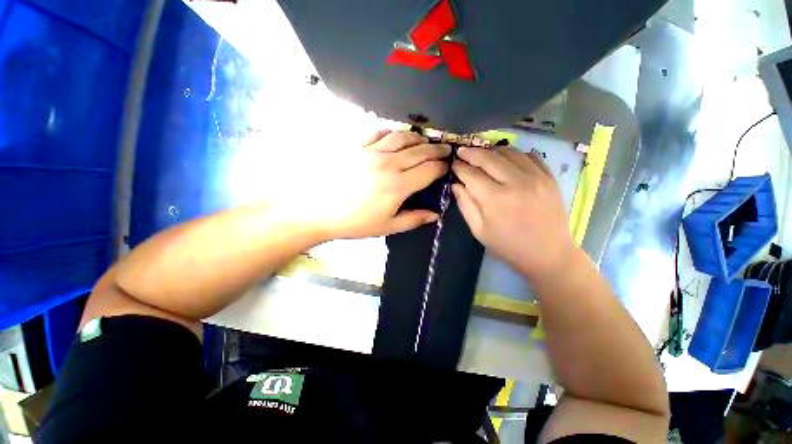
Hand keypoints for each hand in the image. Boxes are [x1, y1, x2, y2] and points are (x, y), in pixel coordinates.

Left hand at [291, 130, 449, 239]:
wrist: (317, 209)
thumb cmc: (354, 222)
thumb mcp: (386, 227)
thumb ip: (413, 219)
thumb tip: (435, 214)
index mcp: (398, 186)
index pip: (429, 170)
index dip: (442, 167)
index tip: (447, 167)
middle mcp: (389, 164)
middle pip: (420, 151)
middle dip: (437, 149)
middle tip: (445, 149)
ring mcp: (372, 152)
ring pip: (403, 137)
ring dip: (418, 138)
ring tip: (425, 140)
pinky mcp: (357, 146)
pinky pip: (379, 133)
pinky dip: (392, 132)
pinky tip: (396, 136)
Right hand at [451, 145, 574, 280]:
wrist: (548, 254)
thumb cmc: (507, 245)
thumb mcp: (478, 230)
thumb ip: (465, 204)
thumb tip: (456, 184)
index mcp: (495, 199)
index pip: (471, 174)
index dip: (459, 167)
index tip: (453, 164)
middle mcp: (515, 183)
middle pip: (488, 158)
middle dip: (471, 153)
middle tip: (462, 152)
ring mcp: (536, 177)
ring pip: (509, 152)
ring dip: (491, 151)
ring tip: (482, 154)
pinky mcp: (549, 177)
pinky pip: (529, 155)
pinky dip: (514, 153)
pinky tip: (506, 159)